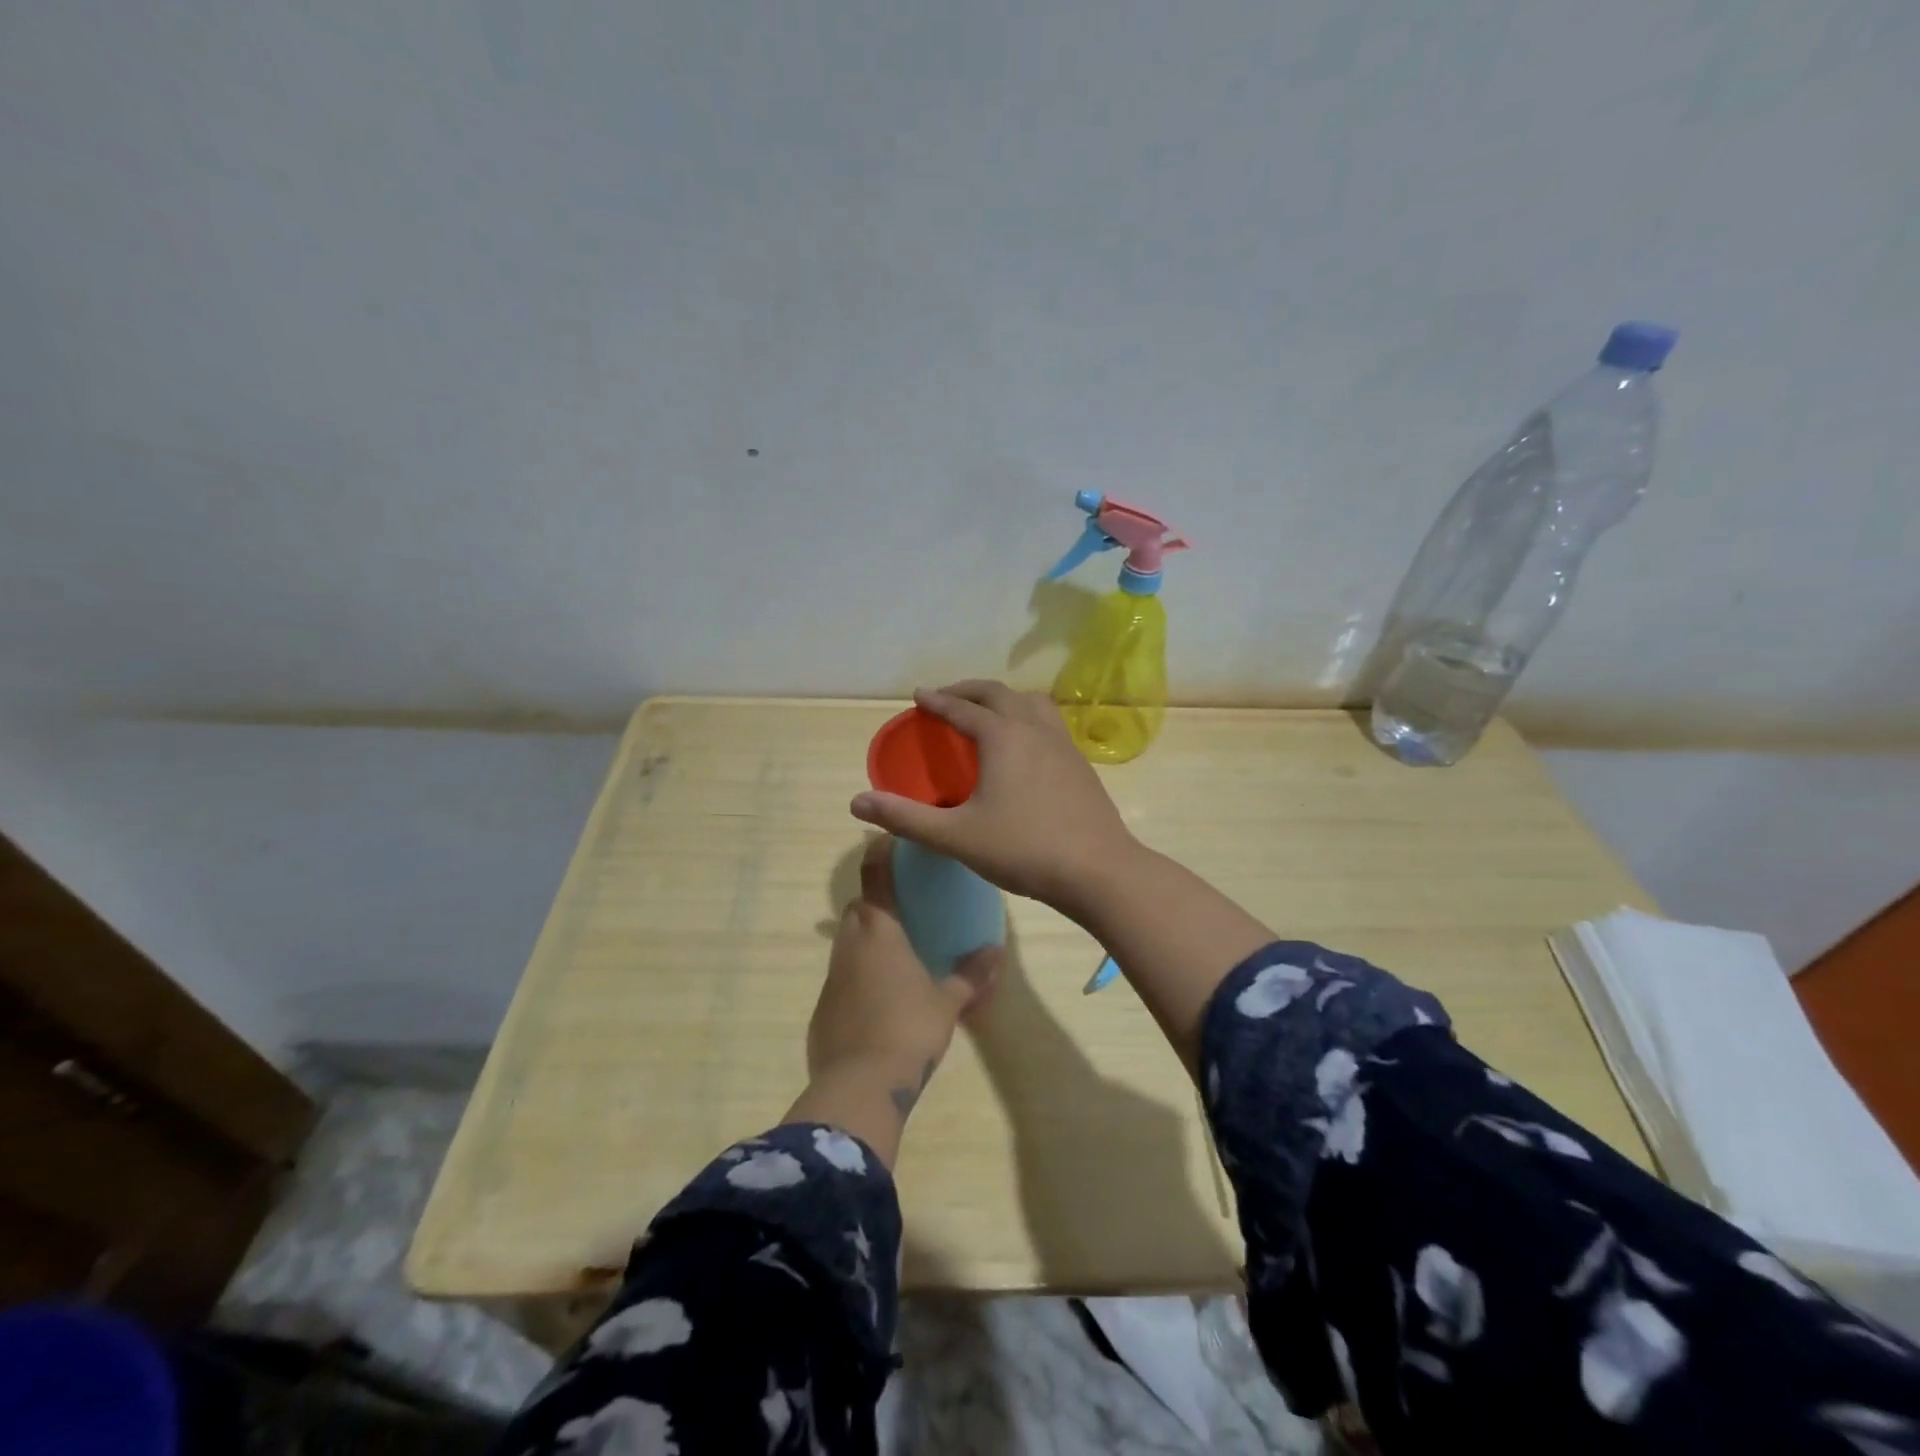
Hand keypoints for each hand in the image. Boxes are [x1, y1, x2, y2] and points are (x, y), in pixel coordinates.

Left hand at [795, 836, 999, 1161]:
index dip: (879, 852)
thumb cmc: (908, 1030)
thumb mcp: (948, 1003)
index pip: (874, 875)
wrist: (858, 1086)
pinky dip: (859, 974)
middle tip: (904, 908)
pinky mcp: (823, 1006)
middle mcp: (850, 944)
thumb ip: (971, 975)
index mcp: (880, 931)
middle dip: (876, 901)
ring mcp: (832, 975)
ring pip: (847, 941)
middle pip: (858, 907)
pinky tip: (879, 997)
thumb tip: (996, 951)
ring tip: (896, 953)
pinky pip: (842, 975)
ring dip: (867, 939)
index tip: (887, 838)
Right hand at [850, 681, 1139, 911]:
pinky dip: (1027, 718)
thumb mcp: (956, 837)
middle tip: (947, 697)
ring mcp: (1063, 744)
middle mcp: (1034, 729)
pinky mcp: (1080, 763)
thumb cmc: (1023, 850)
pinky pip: (1049, 723)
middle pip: (998, 694)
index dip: (937, 700)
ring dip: (1004, 699)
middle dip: (968, 690)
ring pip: (1031, 703)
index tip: (919, 695)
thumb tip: (857, 803)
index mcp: (1002, 737)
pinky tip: (1025, 746)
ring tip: (988, 712)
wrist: (1098, 870)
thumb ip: (905, 818)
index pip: (962, 708)